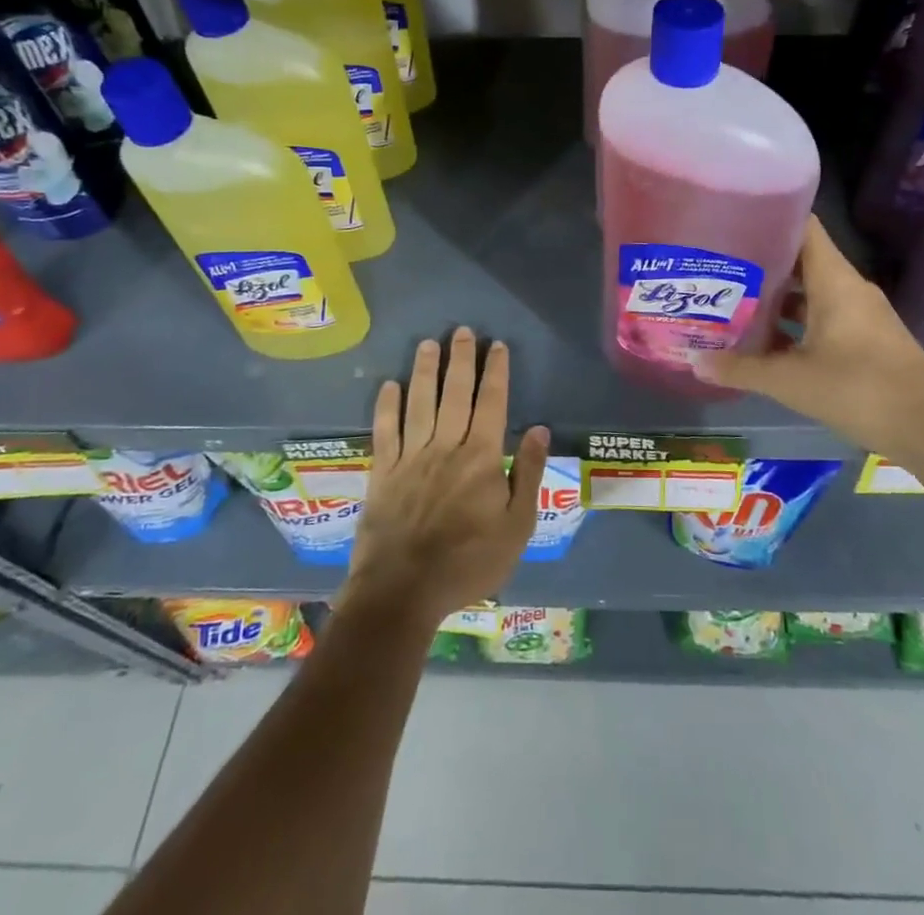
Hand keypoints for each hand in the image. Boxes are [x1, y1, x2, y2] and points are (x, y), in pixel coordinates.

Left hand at [345, 327, 548, 629]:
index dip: (496, 372)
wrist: (402, 591)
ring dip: (425, 371)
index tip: (498, 346)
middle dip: (461, 359)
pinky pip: (385, 431)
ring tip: (429, 343)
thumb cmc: (468, 562)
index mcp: (482, 457)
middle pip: (455, 393)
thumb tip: (541, 429)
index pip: (492, 403)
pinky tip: (390, 385)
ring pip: (419, 403)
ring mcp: (411, 457)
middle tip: (463, 331)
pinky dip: (387, 406)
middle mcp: (446, 446)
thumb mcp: (516, 527)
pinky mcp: (383, 472)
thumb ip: (529, 474)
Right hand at [696, 215, 923, 458]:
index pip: (803, 226)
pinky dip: (795, 322)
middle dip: (761, 262)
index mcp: (834, 280)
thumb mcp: (791, 381)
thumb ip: (741, 369)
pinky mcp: (866, 338)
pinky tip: (766, 339)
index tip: (733, 217)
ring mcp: (861, 313)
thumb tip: (694, 362)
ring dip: (777, 296)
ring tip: (733, 299)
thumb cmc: (859, 390)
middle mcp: (849, 288)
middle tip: (719, 264)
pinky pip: (823, 316)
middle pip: (801, 259)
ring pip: (811, 291)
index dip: (770, 216)